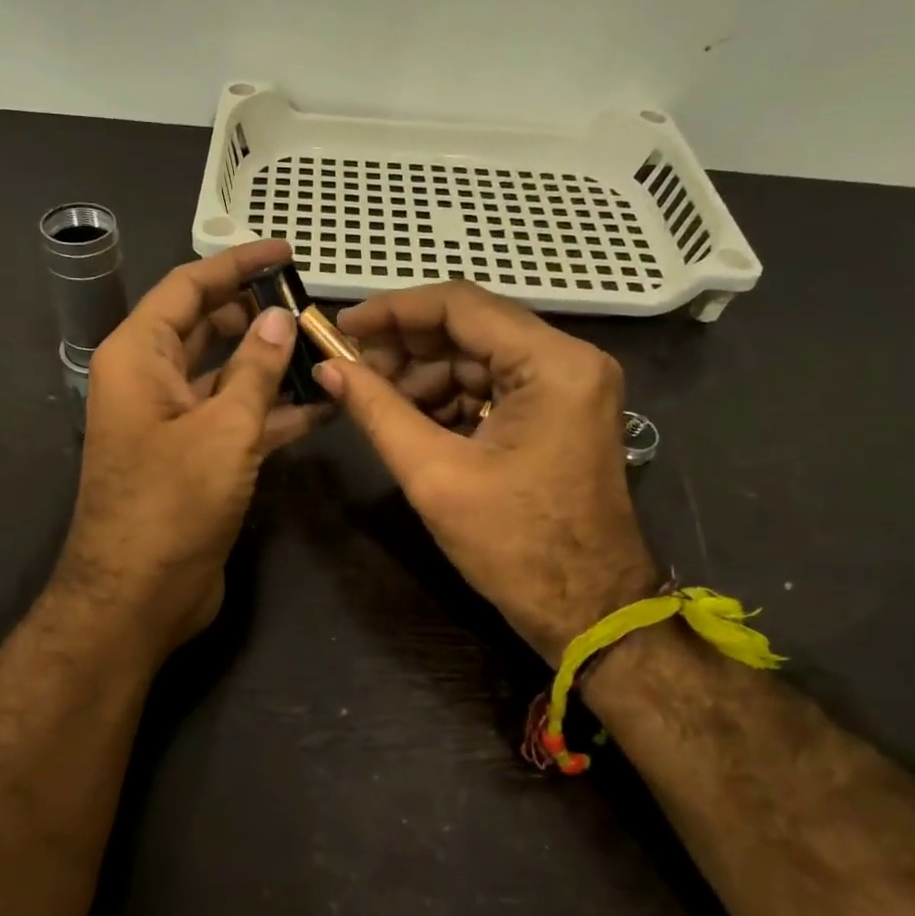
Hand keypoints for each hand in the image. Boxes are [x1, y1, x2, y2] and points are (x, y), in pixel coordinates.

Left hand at [54, 241, 324, 656]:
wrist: (138, 597)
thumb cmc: (172, 504)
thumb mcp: (223, 429)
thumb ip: (255, 370)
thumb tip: (279, 318)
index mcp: (139, 357)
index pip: (189, 288)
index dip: (236, 265)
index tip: (286, 252)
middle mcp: (151, 381)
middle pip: (208, 328)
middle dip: (258, 314)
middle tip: (313, 305)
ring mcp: (174, 422)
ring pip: (228, 375)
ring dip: (273, 365)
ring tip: (329, 351)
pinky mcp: (197, 459)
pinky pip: (237, 419)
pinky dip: (275, 411)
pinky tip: (325, 405)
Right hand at [317, 283, 656, 665]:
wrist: (587, 610)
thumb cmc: (514, 545)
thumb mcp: (435, 474)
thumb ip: (377, 411)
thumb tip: (327, 369)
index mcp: (552, 364)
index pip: (461, 305)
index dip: (394, 310)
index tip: (343, 325)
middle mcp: (569, 360)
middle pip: (471, 328)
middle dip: (407, 348)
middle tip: (351, 369)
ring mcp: (569, 386)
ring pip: (479, 358)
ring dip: (424, 376)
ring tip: (376, 403)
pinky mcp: (560, 411)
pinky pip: (494, 387)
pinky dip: (450, 399)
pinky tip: (411, 421)